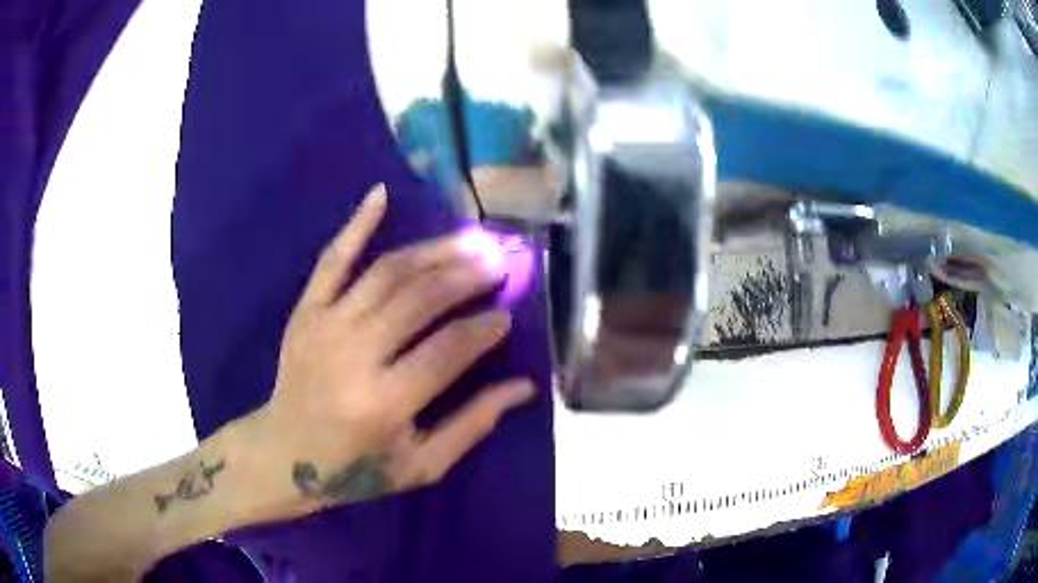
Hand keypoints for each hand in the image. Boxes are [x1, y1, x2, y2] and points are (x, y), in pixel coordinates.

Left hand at [243, 184, 534, 518]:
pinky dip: (356, 224)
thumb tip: (525, 387)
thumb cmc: (356, 469)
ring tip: (469, 240)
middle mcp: (354, 356)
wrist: (283, 454)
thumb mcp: (420, 465)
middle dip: (465, 277)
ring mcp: (324, 325)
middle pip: (419, 300)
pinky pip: (333, 259)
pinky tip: (380, 195)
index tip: (506, 316)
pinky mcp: (305, 311)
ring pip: (386, 273)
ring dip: (432, 252)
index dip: (484, 329)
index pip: (448, 351)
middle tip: (498, 262)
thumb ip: (472, 425)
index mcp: (384, 403)